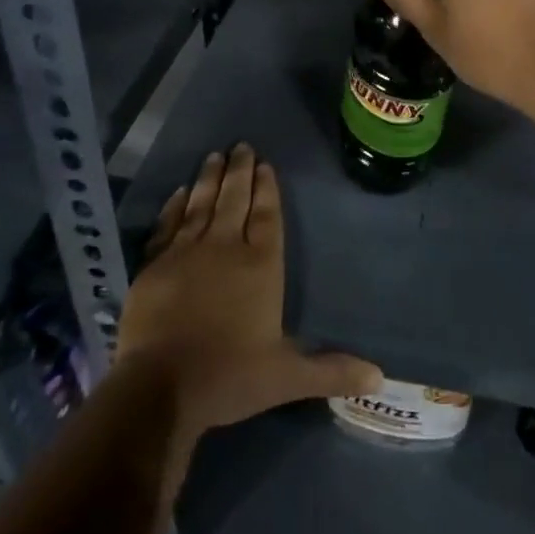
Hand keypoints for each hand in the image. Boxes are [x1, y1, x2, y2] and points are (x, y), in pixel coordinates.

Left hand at [116, 145, 379, 436]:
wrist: (160, 388)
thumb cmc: (229, 376)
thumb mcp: (286, 377)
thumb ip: (331, 371)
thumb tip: (379, 378)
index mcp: (260, 265)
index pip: (267, 216)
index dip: (267, 189)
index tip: (265, 164)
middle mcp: (225, 248)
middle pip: (235, 200)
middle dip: (240, 171)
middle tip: (241, 146)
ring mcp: (187, 253)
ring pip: (202, 205)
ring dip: (210, 179)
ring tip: (215, 156)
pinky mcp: (154, 266)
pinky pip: (168, 226)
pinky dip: (174, 207)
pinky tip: (180, 192)